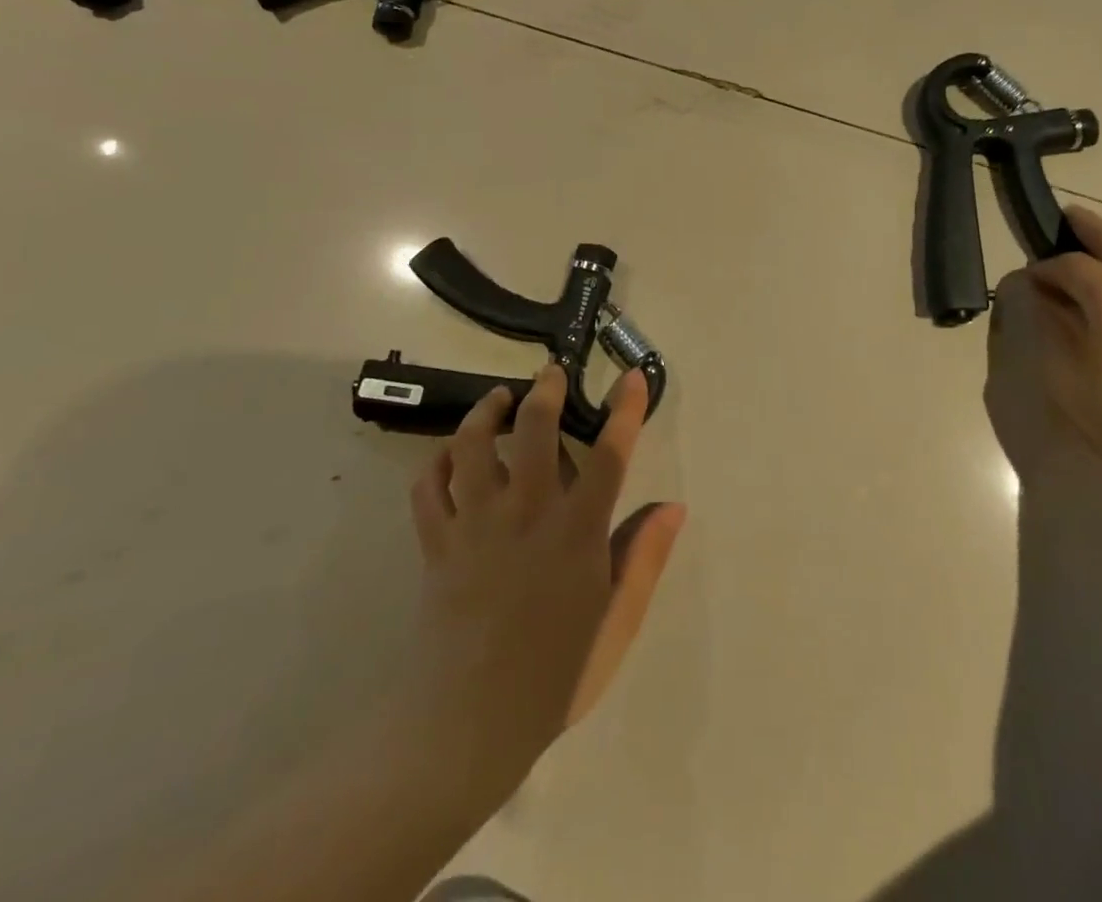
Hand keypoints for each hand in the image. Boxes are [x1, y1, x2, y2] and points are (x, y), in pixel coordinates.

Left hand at [406, 364, 684, 816]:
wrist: (466, 727)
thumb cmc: (555, 675)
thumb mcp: (617, 622)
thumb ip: (644, 558)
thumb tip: (673, 507)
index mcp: (576, 532)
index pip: (609, 455)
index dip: (625, 411)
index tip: (632, 377)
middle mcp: (526, 514)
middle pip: (534, 430)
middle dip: (545, 391)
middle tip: (550, 374)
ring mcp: (475, 526)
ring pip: (473, 446)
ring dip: (486, 412)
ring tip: (498, 400)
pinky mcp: (436, 545)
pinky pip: (428, 488)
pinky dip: (436, 463)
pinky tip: (450, 456)